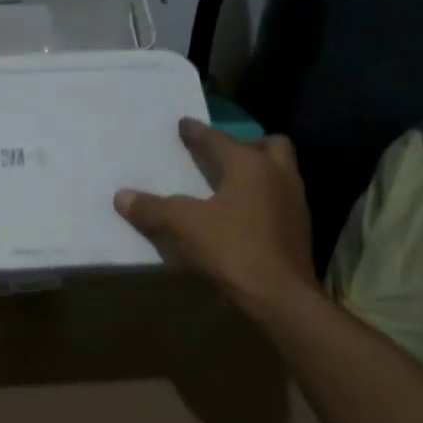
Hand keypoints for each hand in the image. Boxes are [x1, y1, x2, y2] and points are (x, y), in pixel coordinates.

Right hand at [114, 118, 316, 318]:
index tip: (184, 124)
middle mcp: (279, 176)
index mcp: (251, 166)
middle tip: (224, 156)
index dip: (197, 133)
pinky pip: (280, 203)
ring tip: (231, 186)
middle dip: (247, 146)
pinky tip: (244, 218)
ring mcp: (295, 204)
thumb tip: (122, 196)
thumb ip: (153, 209)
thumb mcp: (183, 227)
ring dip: (259, 174)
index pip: (219, 140)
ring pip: (280, 174)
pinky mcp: (299, 232)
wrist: (279, 297)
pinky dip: (263, 202)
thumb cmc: (232, 250)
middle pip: (270, 146)